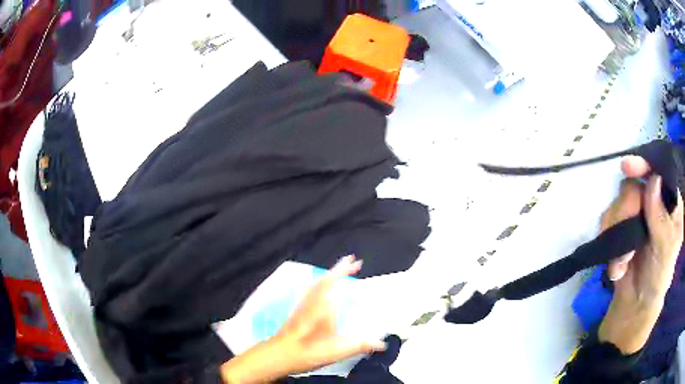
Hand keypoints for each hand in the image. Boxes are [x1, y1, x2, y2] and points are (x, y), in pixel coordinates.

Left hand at [221, 256, 385, 383]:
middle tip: (353, 263)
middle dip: (339, 269)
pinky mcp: (296, 311)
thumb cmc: (308, 352)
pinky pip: (310, 290)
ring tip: (340, 273)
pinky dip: (320, 284)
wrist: (278, 355)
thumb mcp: (337, 351)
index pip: (333, 280)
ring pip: (315, 283)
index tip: (356, 262)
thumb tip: (383, 344)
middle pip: (325, 278)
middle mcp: (311, 300)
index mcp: (322, 306)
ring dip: (329, 275)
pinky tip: (321, 291)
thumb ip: (360, 346)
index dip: (344, 269)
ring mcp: (302, 305)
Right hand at [598, 156, 683, 353]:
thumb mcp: (666, 251)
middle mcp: (651, 201)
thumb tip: (653, 180)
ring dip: (617, 235)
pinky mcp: (618, 227)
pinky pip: (606, 222)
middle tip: (629, 240)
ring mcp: (634, 214)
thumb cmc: (658, 277)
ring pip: (617, 203)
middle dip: (627, 211)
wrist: (636, 304)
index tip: (627, 166)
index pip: (657, 170)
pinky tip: (618, 264)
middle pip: (633, 186)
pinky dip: (609, 245)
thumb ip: (662, 219)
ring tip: (624, 261)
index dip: (644, 164)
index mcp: (668, 201)